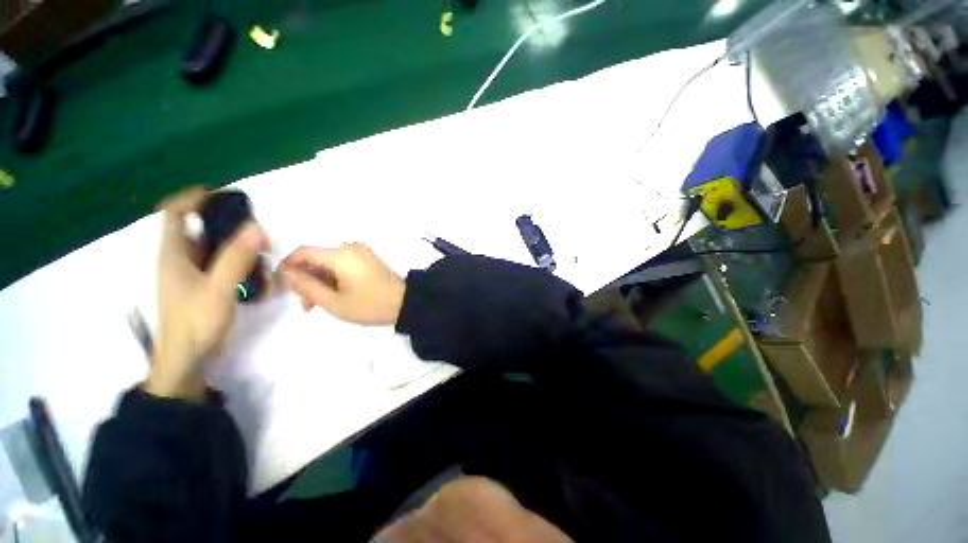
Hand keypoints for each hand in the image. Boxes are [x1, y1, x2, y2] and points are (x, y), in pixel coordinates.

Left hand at [145, 187, 267, 400]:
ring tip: (258, 254)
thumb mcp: (218, 288)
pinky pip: (216, 264)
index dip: (192, 198)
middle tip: (253, 231)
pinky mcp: (199, 287)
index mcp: (173, 254)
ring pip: (209, 248)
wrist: (186, 359)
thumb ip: (237, 257)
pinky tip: (252, 273)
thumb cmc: (196, 323)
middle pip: (195, 228)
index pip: (173, 213)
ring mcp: (188, 274)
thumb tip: (256, 227)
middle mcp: (178, 260)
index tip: (221, 196)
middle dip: (224, 224)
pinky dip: (234, 262)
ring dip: (233, 246)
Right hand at [279, 243, 404, 325]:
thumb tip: (284, 272)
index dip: (287, 267)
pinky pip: (342, 263)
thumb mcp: (333, 301)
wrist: (405, 303)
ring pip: (328, 262)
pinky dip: (334, 277)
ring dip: (320, 281)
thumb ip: (305, 286)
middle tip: (308, 305)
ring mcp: (361, 252)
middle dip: (306, 280)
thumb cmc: (369, 305)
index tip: (284, 287)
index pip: (302, 252)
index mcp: (340, 254)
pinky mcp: (368, 258)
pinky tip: (335, 294)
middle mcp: (350, 247)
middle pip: (316, 258)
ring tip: (320, 304)